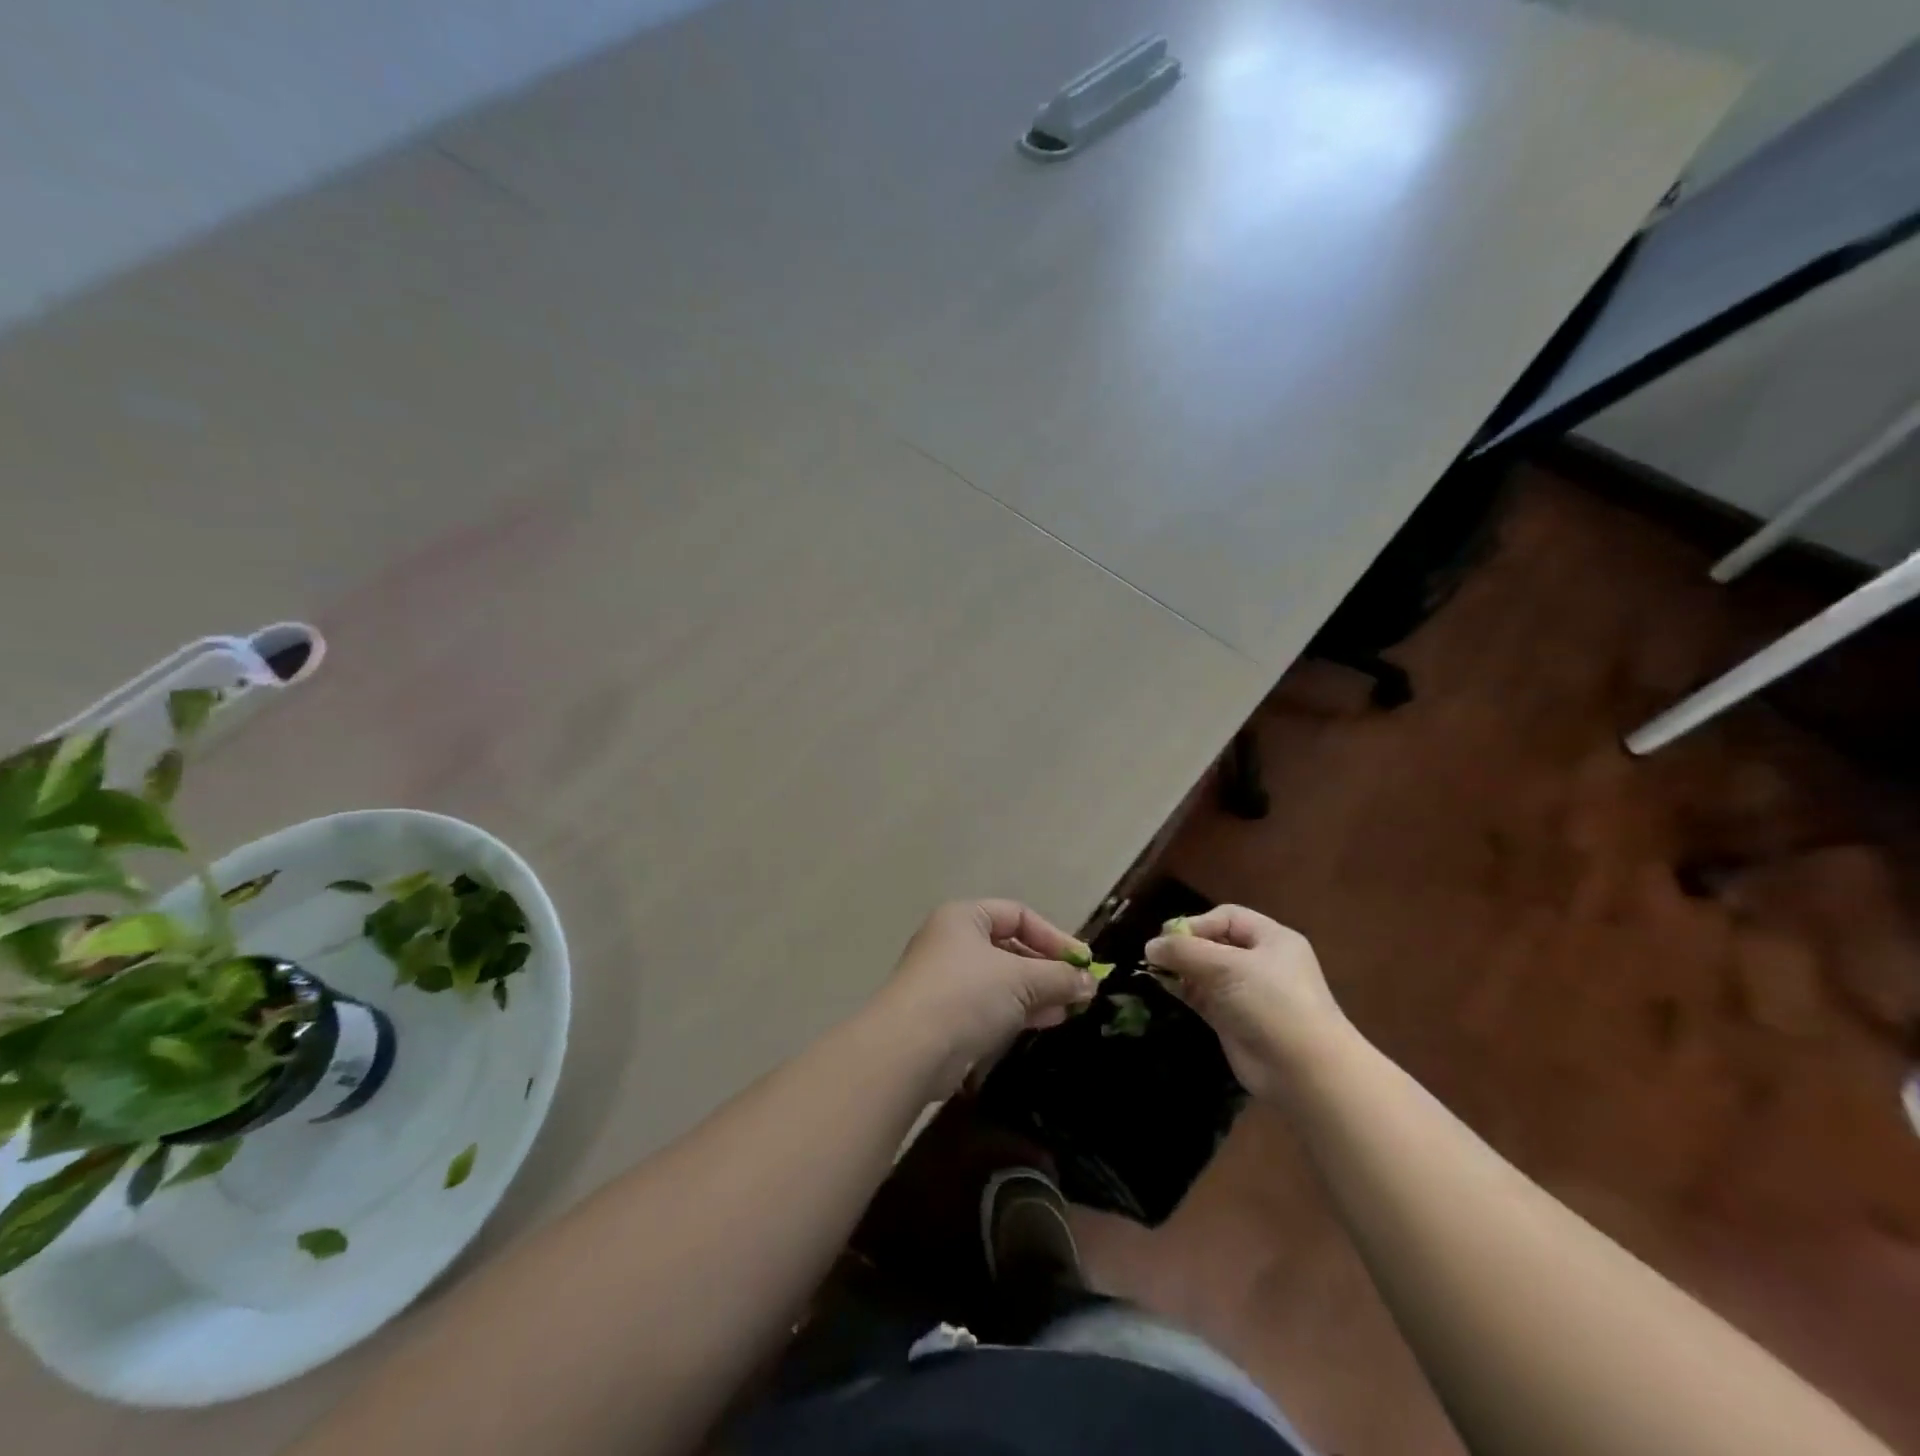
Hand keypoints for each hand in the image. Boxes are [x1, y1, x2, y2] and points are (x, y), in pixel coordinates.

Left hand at [872, 900, 1096, 1095]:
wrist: (909, 1050)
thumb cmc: (966, 995)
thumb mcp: (1020, 979)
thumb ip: (1058, 977)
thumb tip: (1090, 982)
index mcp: (964, 918)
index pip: (1018, 915)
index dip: (1054, 936)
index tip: (1084, 963)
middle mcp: (952, 942)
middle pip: (1010, 947)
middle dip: (1047, 968)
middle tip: (1080, 989)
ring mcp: (947, 980)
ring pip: (1002, 979)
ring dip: (1038, 992)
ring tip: (1071, 1008)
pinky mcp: (946, 1016)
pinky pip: (991, 1005)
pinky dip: (1019, 1010)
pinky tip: (1047, 1021)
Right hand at [1144, 904, 1349, 1097]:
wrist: (1304, 1072)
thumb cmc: (1271, 1003)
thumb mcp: (1227, 967)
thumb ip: (1185, 952)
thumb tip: (1150, 946)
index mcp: (1272, 939)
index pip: (1227, 918)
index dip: (1197, 923)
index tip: (1169, 937)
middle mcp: (1261, 962)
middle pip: (1215, 943)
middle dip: (1185, 946)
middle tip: (1156, 954)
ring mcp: (1248, 993)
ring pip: (1206, 971)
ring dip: (1181, 968)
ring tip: (1153, 969)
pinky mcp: (1234, 1020)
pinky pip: (1204, 996)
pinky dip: (1184, 990)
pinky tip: (1164, 986)